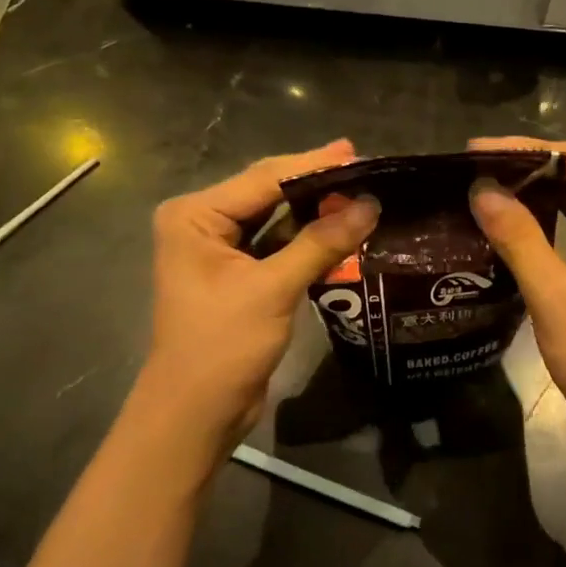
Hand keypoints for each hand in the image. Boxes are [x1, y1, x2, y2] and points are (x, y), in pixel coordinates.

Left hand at [129, 141, 378, 463]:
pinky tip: (343, 228)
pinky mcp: (239, 275)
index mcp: (195, 215)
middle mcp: (203, 223)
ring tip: (362, 192)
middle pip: (269, 192)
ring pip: (277, 218)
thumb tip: (370, 204)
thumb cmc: (222, 345)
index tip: (357, 152)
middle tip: (366, 168)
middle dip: (316, 183)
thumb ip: (321, 242)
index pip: (263, 178)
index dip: (313, 165)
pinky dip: (309, 239)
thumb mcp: (273, 289)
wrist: (196, 413)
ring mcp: (220, 250)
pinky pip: (279, 245)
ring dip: (316, 211)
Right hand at [468, 137, 565, 451]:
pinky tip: (515, 220)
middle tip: (475, 169)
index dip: (528, 149)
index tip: (477, 152)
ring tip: (487, 188)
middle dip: (531, 168)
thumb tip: (481, 190)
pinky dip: (551, 219)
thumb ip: (519, 237)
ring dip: (539, 192)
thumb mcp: (555, 296)